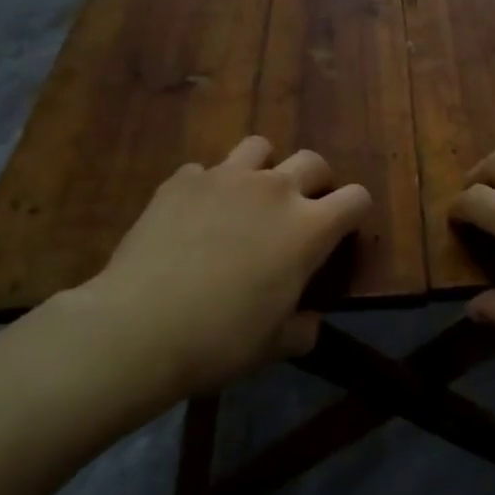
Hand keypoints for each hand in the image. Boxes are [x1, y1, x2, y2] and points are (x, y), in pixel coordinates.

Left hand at [63, 137, 370, 398]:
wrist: (139, 327)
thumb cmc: (220, 341)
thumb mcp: (273, 346)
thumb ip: (302, 330)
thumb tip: (310, 323)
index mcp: (308, 228)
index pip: (356, 198)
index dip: (354, 211)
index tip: (343, 228)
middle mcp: (274, 190)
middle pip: (312, 161)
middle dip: (315, 181)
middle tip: (299, 209)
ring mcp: (226, 178)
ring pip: (259, 147)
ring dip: (263, 168)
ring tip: (247, 198)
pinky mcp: (183, 180)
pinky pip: (204, 171)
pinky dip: (207, 188)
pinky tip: (192, 217)